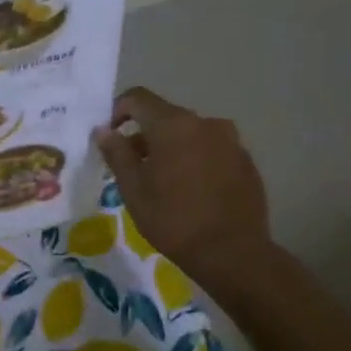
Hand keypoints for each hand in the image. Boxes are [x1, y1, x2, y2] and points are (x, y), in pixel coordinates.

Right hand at [93, 87, 273, 290]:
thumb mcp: (133, 188)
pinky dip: (195, 161)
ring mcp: (231, 142)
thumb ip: (117, 153)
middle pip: (165, 117)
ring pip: (190, 135)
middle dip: (144, 135)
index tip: (108, 134)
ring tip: (161, 181)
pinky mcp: (246, 162)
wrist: (232, 252)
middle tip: (130, 165)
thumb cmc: (173, 218)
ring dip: (170, 148)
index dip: (117, 110)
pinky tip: (189, 191)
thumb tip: (104, 131)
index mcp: (174, 125)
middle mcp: (206, 123)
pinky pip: (211, 151)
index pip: (138, 98)